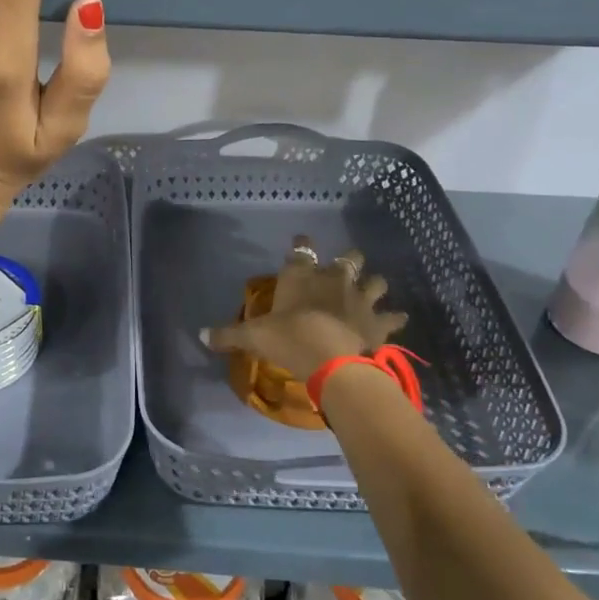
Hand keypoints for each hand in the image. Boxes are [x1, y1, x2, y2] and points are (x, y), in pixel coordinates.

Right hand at [202, 237, 407, 379]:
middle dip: (349, 260)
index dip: (302, 244)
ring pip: (376, 281)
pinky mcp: (378, 321)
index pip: (301, 250)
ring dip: (374, 284)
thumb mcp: (252, 337)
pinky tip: (398, 318)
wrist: (330, 358)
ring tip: (373, 288)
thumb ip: (228, 335)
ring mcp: (360, 298)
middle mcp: (333, 279)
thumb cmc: (287, 338)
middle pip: (349, 258)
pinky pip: (393, 316)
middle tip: (346, 266)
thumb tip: (200, 335)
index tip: (302, 240)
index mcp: (301, 276)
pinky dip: (395, 317)